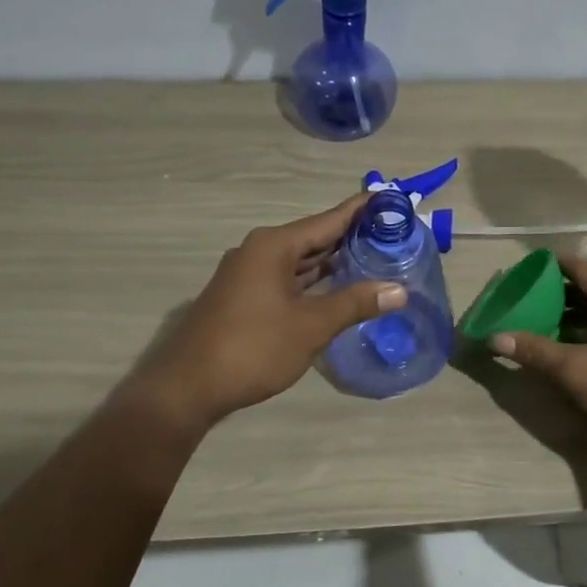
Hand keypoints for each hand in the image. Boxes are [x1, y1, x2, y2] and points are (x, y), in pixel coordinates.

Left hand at [126, 194, 405, 432]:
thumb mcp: (311, 326)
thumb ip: (355, 303)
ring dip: (333, 262)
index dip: (360, 210)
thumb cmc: (253, 348)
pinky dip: (314, 281)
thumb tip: (399, 290)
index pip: (328, 220)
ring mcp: (248, 275)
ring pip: (300, 261)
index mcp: (274, 246)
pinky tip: (337, 289)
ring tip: (374, 258)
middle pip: (314, 238)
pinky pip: (287, 279)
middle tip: (393, 234)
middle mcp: (259, 251)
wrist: (187, 388)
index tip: (391, 198)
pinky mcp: (243, 298)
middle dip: (351, 237)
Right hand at [487, 253, 586, 452]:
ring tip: (538, 322)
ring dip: (571, 313)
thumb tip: (495, 337)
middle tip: (524, 299)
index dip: (551, 265)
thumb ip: (536, 351)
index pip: (580, 267)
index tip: (523, 270)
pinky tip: (568, 345)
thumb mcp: (576, 371)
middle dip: (556, 291)